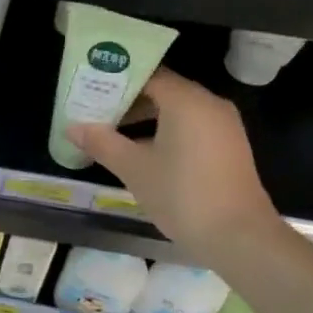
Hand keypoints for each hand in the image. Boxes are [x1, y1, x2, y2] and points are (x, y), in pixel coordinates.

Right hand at [68, 67, 279, 264]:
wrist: (239, 238)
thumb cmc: (182, 195)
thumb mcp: (134, 169)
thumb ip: (102, 143)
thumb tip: (72, 127)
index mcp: (186, 100)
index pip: (147, 75)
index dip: (116, 81)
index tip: (90, 89)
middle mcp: (209, 104)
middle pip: (163, 90)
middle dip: (128, 100)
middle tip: (95, 112)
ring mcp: (223, 126)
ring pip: (178, 109)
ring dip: (146, 118)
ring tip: (113, 133)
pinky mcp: (229, 147)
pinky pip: (192, 126)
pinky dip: (166, 130)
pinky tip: (144, 152)